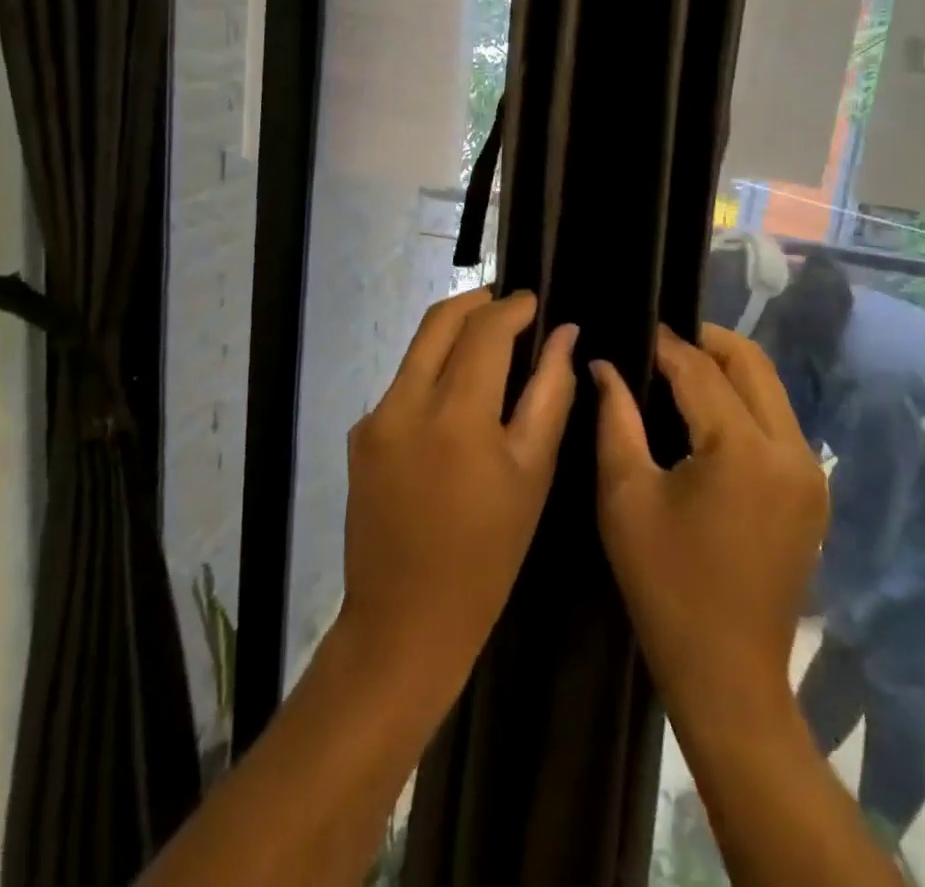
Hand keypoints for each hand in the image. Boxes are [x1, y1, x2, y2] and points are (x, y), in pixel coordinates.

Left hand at [337, 288, 577, 707]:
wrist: (405, 623)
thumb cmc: (488, 554)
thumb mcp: (532, 473)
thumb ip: (550, 394)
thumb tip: (565, 335)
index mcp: (455, 413)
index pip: (484, 329)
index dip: (513, 307)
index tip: (535, 301)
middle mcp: (404, 402)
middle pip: (439, 321)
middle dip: (477, 302)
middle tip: (511, 308)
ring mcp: (374, 419)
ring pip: (417, 349)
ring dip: (453, 334)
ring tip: (491, 345)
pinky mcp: (359, 437)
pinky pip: (402, 384)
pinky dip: (433, 372)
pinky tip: (458, 397)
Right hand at [592, 324, 827, 723]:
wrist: (727, 674)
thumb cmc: (665, 585)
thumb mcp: (625, 496)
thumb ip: (615, 418)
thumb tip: (604, 365)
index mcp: (743, 450)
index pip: (700, 370)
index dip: (664, 344)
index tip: (633, 328)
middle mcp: (791, 450)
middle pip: (751, 363)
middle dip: (705, 342)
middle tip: (659, 342)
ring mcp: (811, 472)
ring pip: (770, 388)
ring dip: (727, 370)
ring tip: (678, 372)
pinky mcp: (813, 491)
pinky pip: (778, 421)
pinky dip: (744, 402)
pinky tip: (707, 414)